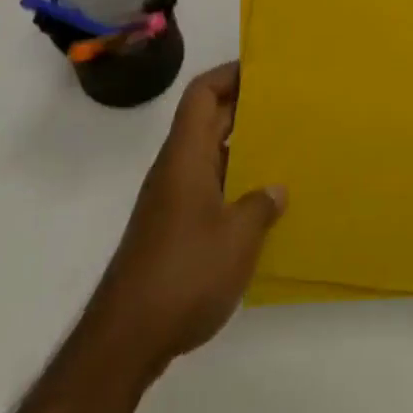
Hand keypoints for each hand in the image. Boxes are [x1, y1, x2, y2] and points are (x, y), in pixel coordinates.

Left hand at [83, 63, 285, 381]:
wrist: (125, 341)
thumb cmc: (183, 273)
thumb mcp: (237, 238)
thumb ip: (260, 205)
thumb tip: (275, 188)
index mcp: (186, 156)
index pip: (201, 94)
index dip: (229, 74)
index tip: (264, 71)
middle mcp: (176, 169)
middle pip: (208, 121)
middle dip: (245, 108)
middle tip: (288, 106)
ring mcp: (172, 201)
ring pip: (210, 156)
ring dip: (242, 149)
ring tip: (285, 150)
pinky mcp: (173, 231)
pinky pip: (208, 188)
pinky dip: (234, 184)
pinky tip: (263, 205)